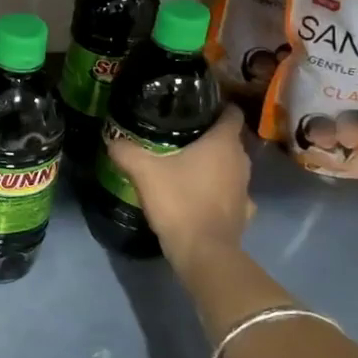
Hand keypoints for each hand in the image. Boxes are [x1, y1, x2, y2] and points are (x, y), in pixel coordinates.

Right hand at [105, 106, 253, 277]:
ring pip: (231, 165)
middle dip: (208, 135)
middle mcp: (241, 160)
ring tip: (186, 163)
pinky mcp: (244, 211)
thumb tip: (111, 137)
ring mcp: (245, 188)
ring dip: (214, 163)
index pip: (231, 112)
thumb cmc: (179, 202)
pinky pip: (231, 192)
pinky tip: (200, 194)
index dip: (216, 106)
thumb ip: (126, 150)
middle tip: (179, 134)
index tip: (195, 106)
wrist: (203, 252)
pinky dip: (219, 190)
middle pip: (229, 138)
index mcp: (223, 143)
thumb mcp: (144, 172)